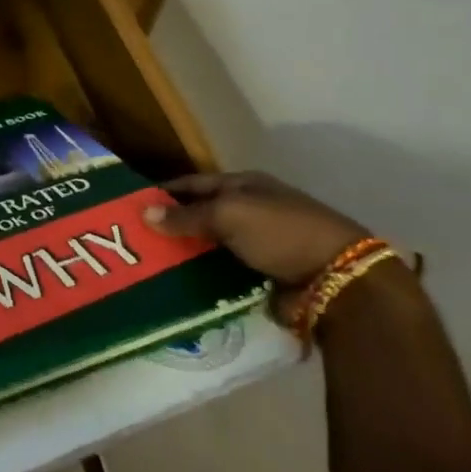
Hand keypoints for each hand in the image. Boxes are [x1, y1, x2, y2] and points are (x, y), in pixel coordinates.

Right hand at [144, 171, 368, 287]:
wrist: (338, 281)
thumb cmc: (282, 233)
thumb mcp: (230, 215)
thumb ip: (187, 216)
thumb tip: (144, 213)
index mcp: (246, 186)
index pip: (195, 184)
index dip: (165, 192)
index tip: (132, 205)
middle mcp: (250, 211)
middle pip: (201, 216)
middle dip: (171, 227)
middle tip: (133, 241)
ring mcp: (257, 246)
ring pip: (209, 249)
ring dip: (184, 257)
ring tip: (147, 268)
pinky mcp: (262, 277)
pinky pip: (222, 275)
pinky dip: (202, 280)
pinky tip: (176, 287)